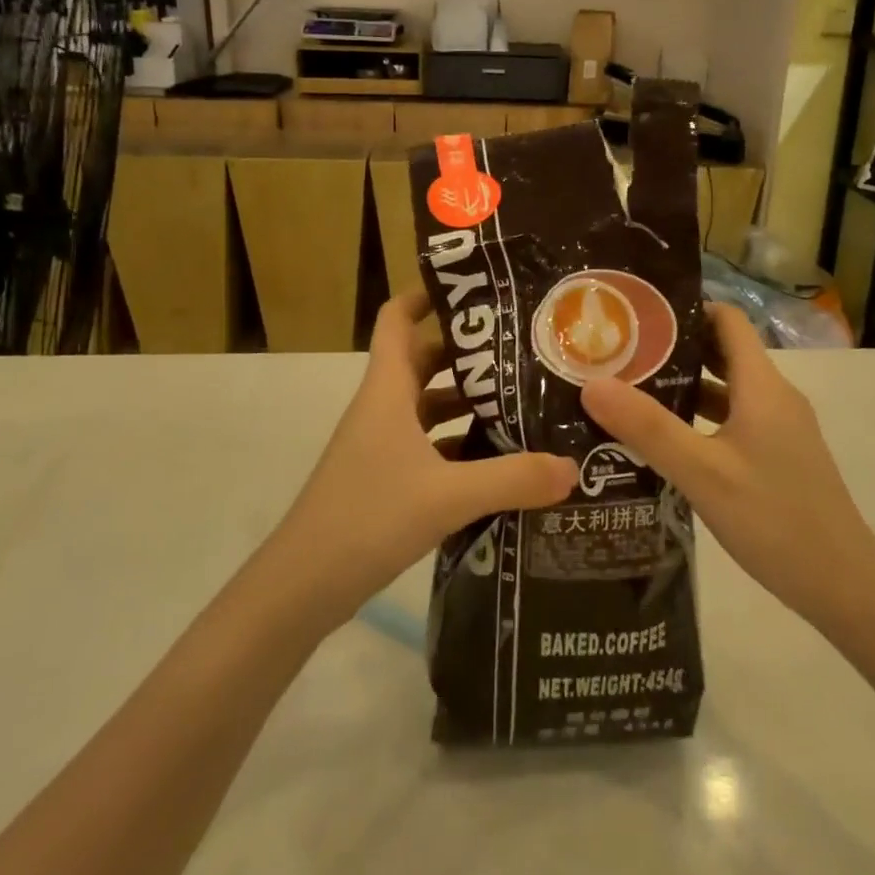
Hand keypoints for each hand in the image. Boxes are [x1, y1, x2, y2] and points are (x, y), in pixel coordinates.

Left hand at [269, 291, 577, 625]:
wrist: (301, 587)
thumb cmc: (367, 519)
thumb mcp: (448, 497)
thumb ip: (512, 479)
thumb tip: (572, 467)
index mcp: (387, 390)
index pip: (397, 319)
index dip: (425, 294)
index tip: (473, 287)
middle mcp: (382, 408)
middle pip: (423, 359)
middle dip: (467, 350)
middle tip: (520, 345)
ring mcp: (379, 445)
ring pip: (427, 404)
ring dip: (466, 399)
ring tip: (520, 398)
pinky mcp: (383, 478)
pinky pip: (427, 444)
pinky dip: (458, 442)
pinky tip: (496, 458)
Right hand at [581, 304, 874, 633]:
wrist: (844, 586)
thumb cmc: (774, 519)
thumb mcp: (702, 473)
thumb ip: (647, 427)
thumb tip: (592, 383)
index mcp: (762, 386)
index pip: (728, 320)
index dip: (687, 309)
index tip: (638, 315)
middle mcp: (773, 397)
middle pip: (723, 351)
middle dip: (675, 347)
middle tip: (620, 352)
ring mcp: (778, 428)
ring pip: (726, 389)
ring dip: (684, 385)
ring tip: (630, 391)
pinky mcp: (778, 456)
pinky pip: (732, 420)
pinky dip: (699, 418)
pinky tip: (664, 440)